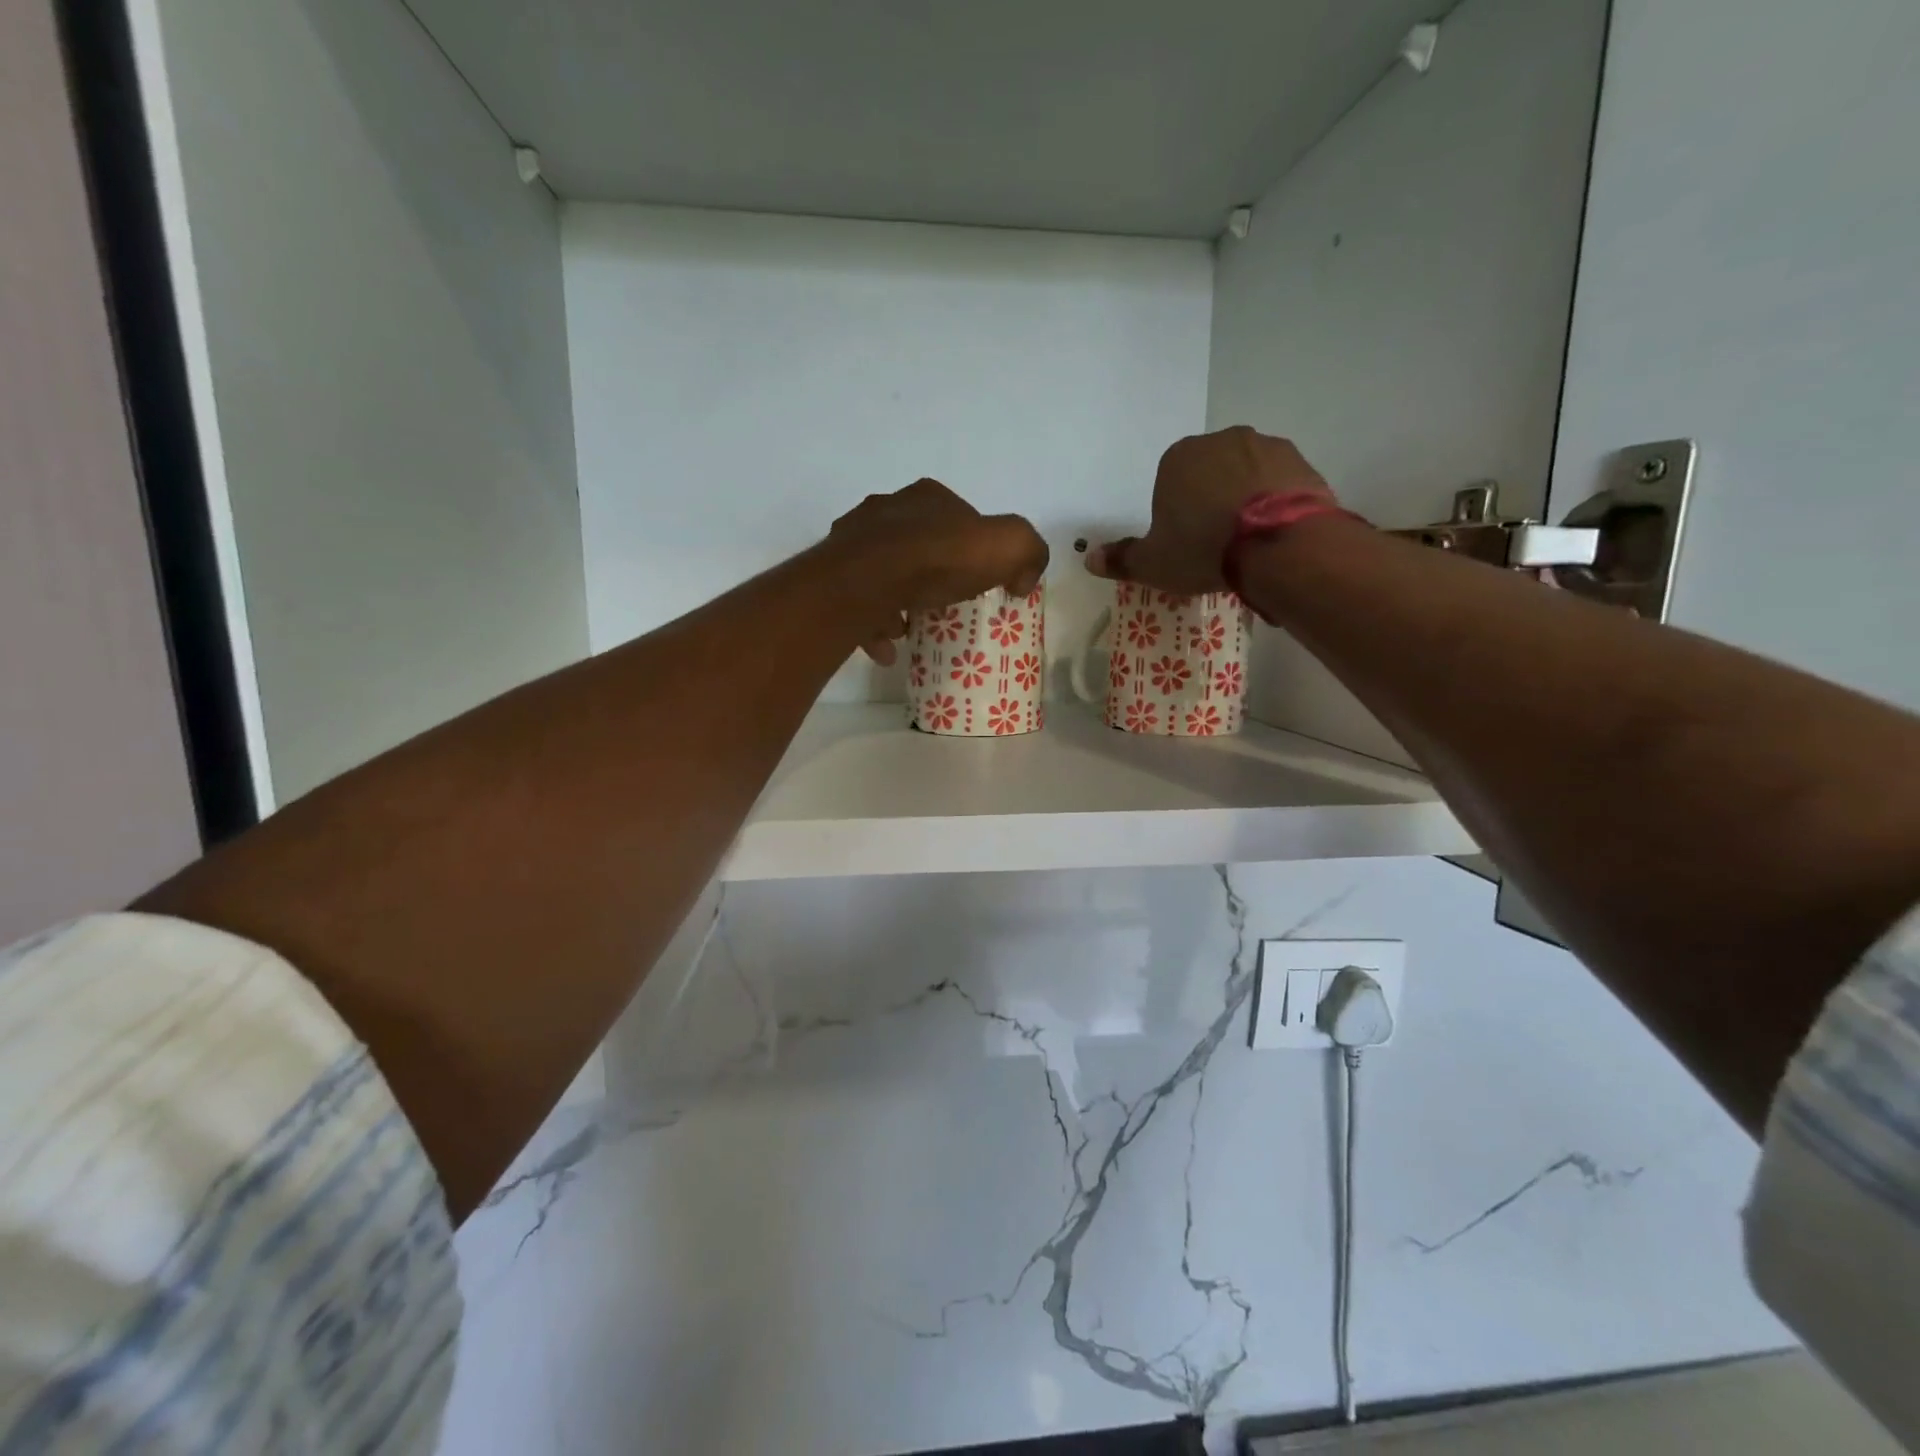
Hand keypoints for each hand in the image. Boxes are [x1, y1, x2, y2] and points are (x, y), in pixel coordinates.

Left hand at [825, 479, 1049, 663]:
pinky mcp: (832, 572)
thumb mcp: (1008, 546)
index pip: (959, 517)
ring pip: (883, 571)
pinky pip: (858, 599)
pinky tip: (886, 648)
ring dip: (899, 601)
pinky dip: (874, 623)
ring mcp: (853, 539)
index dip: (973, 549)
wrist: (868, 580)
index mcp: (928, 497)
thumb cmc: (939, 559)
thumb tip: (1023, 580)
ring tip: (911, 629)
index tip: (979, 580)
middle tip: (944, 605)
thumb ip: (1028, 553)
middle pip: (917, 544)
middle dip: (932, 575)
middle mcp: (886, 509)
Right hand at [1086, 427, 1336, 593]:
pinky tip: (1275, 534)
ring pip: (1246, 475)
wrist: (1278, 546)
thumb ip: (1122, 558)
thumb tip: (1090, 558)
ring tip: (1248, 542)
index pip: (1169, 481)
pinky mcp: (1302, 462)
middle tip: (1215, 543)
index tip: (1184, 542)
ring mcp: (1266, 446)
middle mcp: (1221, 440)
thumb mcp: (1154, 563)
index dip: (1175, 513)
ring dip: (1245, 499)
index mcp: (1178, 458)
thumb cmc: (1203, 549)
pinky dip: (1276, 503)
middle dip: (1211, 501)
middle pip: (1210, 473)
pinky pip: (1280, 483)